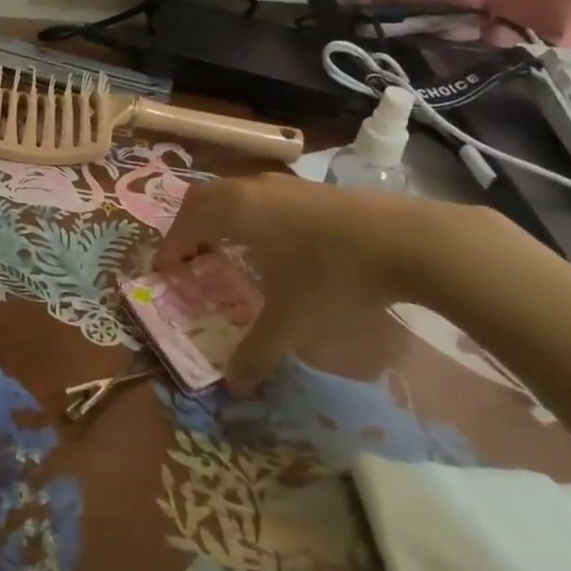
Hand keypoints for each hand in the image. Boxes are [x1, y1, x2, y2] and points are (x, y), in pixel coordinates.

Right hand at [153, 174, 473, 394]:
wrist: (408, 240)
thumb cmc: (335, 275)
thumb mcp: (293, 322)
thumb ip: (257, 352)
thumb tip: (233, 386)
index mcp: (236, 211)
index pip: (186, 224)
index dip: (169, 248)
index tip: (162, 272)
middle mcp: (252, 189)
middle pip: (203, 198)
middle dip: (187, 226)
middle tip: (187, 258)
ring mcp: (283, 184)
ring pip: (233, 193)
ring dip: (219, 218)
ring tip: (224, 250)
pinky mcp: (310, 188)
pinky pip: (260, 196)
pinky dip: (247, 215)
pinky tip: (270, 243)